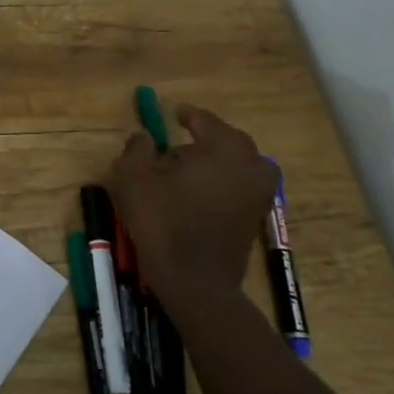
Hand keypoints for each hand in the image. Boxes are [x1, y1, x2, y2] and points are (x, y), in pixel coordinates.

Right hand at [108, 102, 279, 301]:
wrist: (195, 280)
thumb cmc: (163, 220)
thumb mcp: (134, 178)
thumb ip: (138, 148)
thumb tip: (144, 136)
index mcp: (225, 146)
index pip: (204, 120)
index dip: (186, 115)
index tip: (173, 113)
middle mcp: (251, 163)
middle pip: (224, 141)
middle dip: (201, 140)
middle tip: (175, 145)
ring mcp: (259, 192)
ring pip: (234, 165)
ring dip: (212, 163)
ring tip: (184, 172)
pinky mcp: (256, 217)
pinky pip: (237, 187)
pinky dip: (220, 184)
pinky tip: (194, 195)